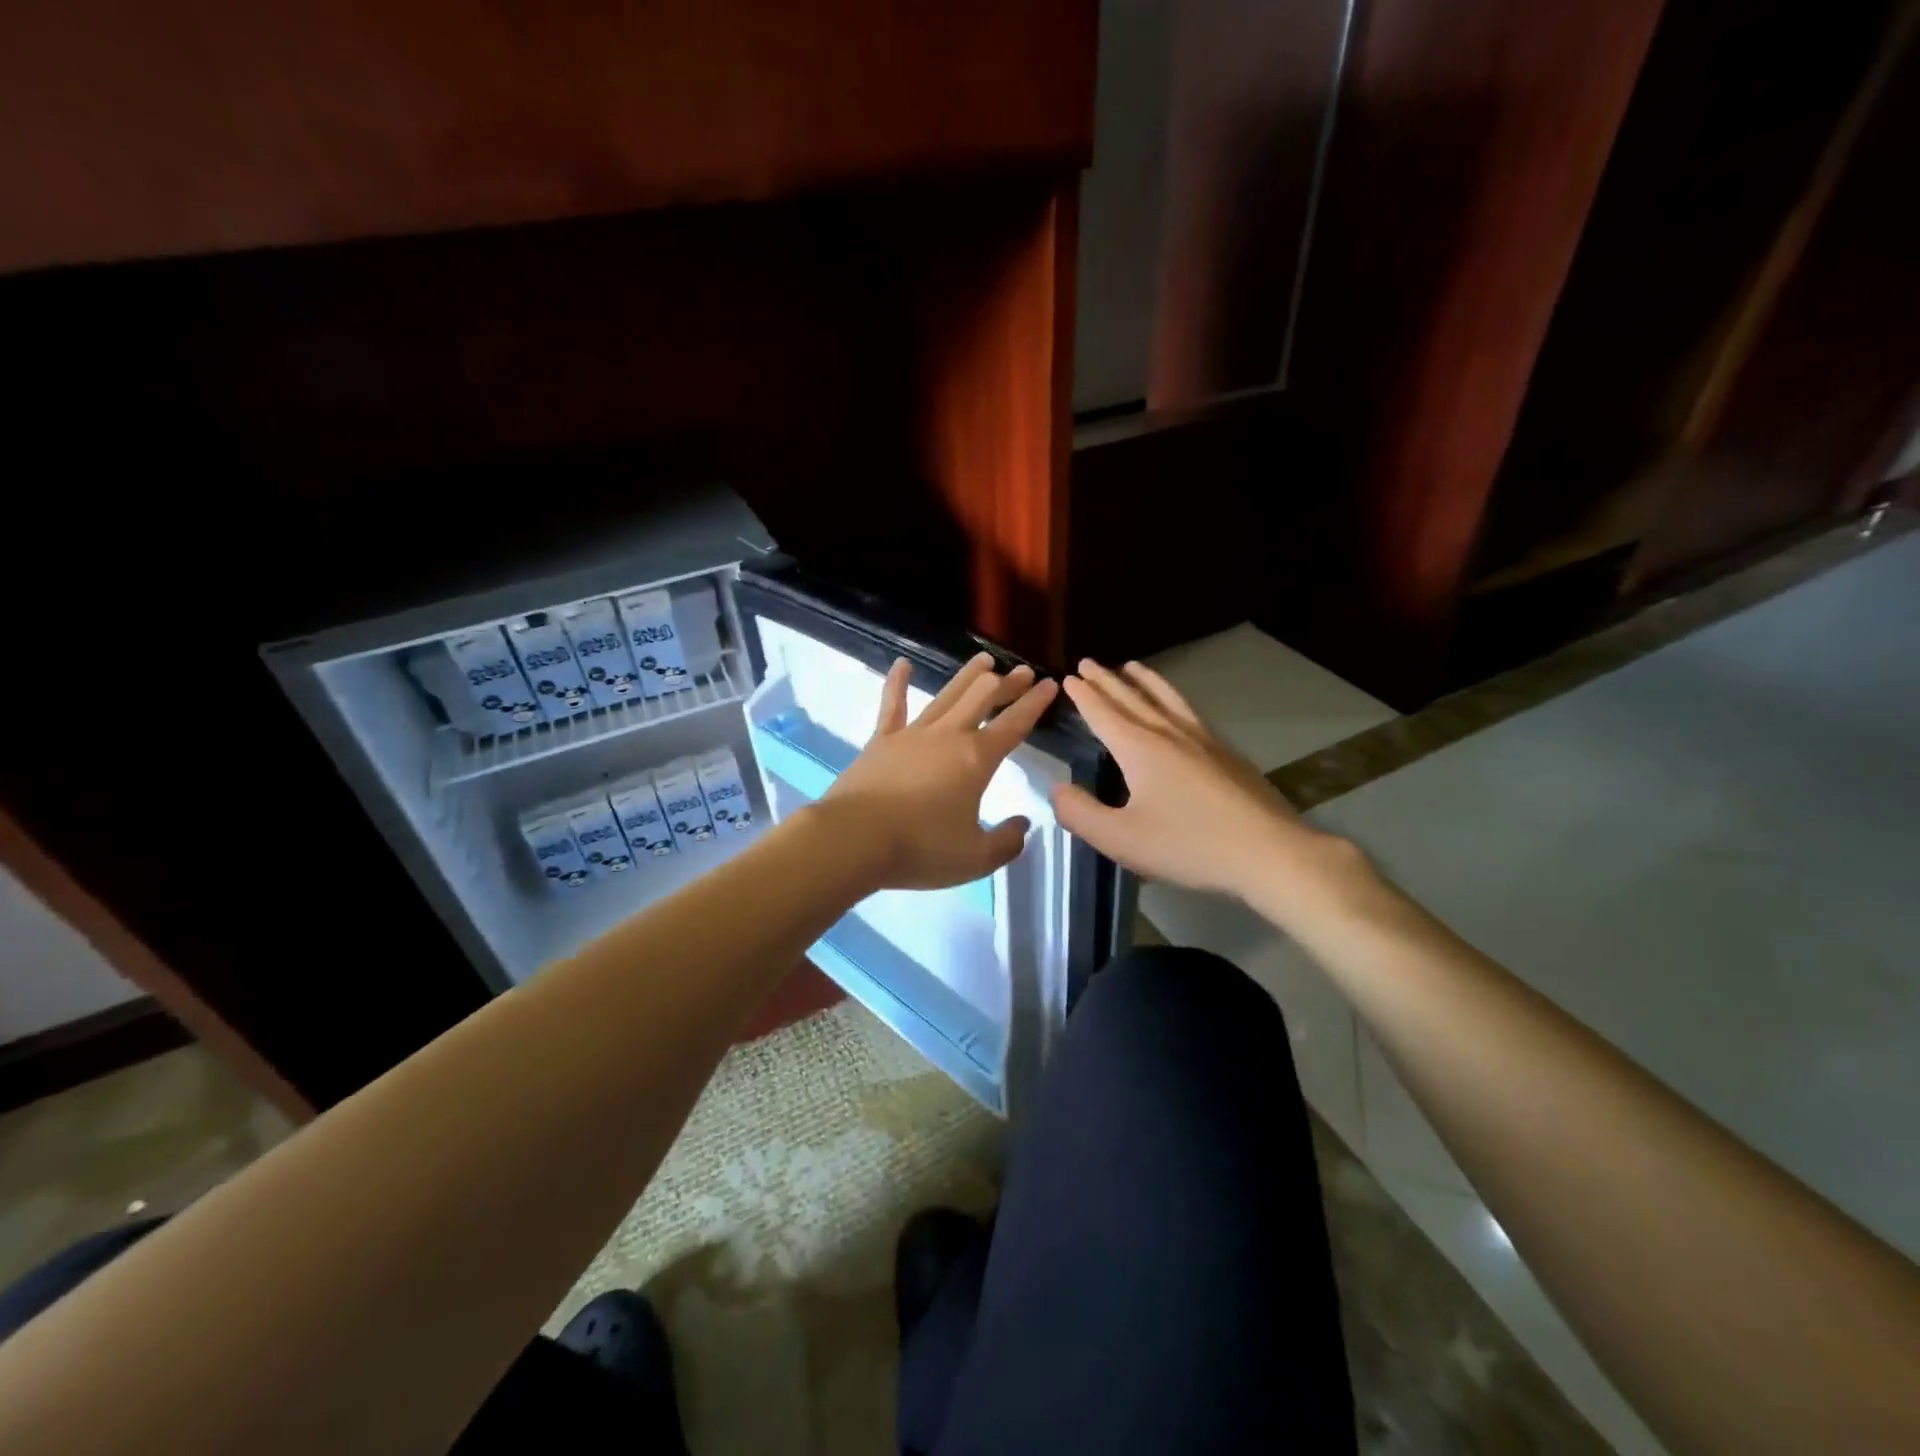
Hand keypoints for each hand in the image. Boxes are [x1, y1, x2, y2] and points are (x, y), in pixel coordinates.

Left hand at [817, 652, 1058, 891]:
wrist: (854, 839)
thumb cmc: (920, 848)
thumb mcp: (975, 858)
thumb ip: (1006, 842)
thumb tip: (1023, 824)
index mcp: (977, 759)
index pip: (1014, 724)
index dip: (1035, 703)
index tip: (1050, 684)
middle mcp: (948, 736)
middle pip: (983, 698)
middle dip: (1007, 683)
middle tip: (1022, 672)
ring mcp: (912, 734)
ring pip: (947, 695)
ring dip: (968, 676)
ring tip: (984, 659)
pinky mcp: (881, 740)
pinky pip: (892, 705)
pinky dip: (897, 682)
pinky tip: (902, 664)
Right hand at [1052, 659, 1336, 901]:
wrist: (1268, 852)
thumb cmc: (1188, 845)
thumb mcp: (1121, 839)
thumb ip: (1081, 813)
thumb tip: (1057, 789)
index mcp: (1140, 749)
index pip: (1103, 713)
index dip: (1083, 696)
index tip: (1068, 677)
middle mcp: (1169, 733)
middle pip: (1132, 698)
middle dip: (1107, 680)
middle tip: (1088, 663)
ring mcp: (1203, 739)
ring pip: (1167, 698)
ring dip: (1144, 680)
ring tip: (1132, 666)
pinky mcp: (1226, 752)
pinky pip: (1189, 711)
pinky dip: (1172, 697)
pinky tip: (1178, 708)